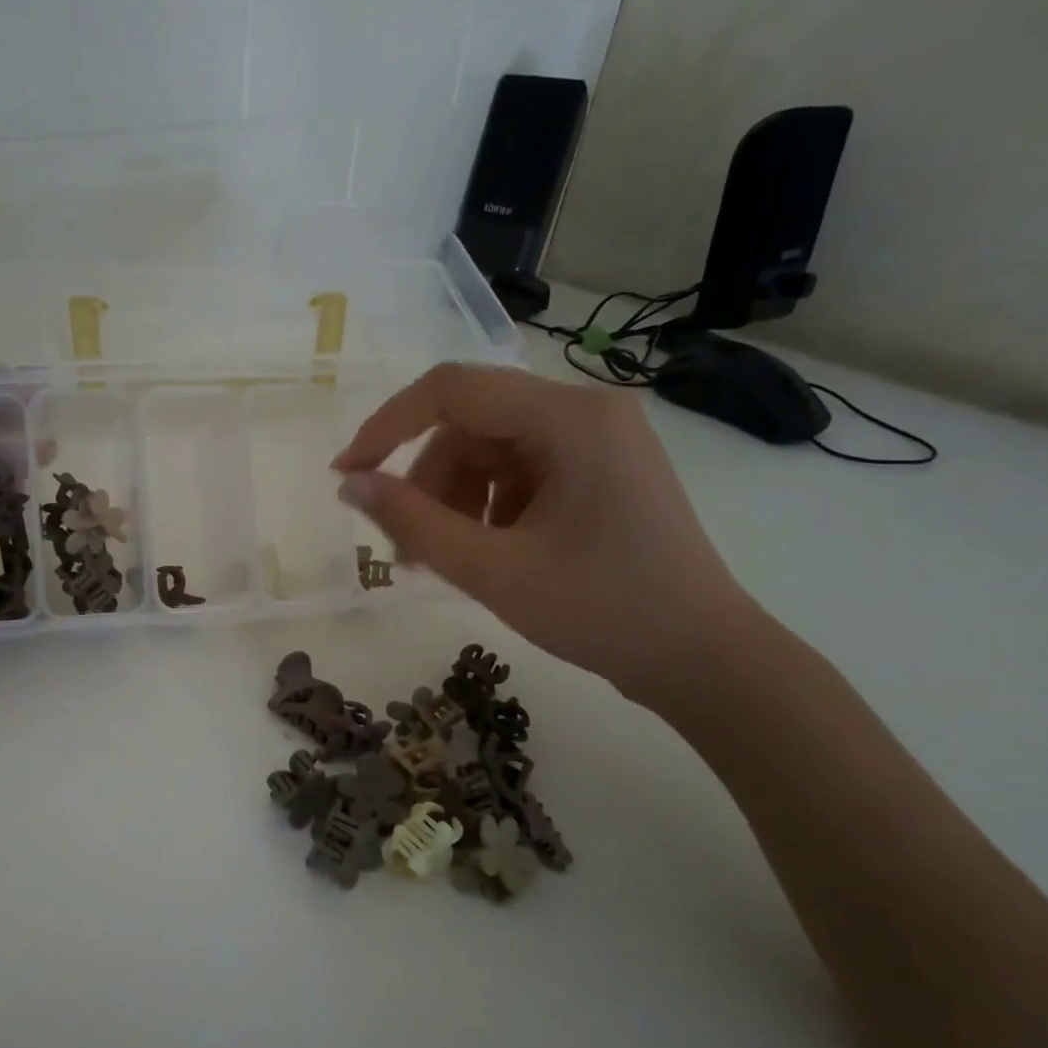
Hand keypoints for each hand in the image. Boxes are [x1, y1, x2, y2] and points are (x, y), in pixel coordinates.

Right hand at [332, 363, 758, 705]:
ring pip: (490, 451)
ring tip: (444, 560)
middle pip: (471, 425)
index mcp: (569, 418)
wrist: (701, 658)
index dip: (387, 426)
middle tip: (405, 546)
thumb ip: (413, 523)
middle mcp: (585, 412)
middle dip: (428, 482)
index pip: (451, 390)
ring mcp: (596, 441)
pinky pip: (518, 473)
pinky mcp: (597, 471)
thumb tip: (351, 485)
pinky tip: (485, 553)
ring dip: (454, 500)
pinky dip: (487, 508)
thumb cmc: (602, 611)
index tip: (347, 475)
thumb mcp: (493, 570)